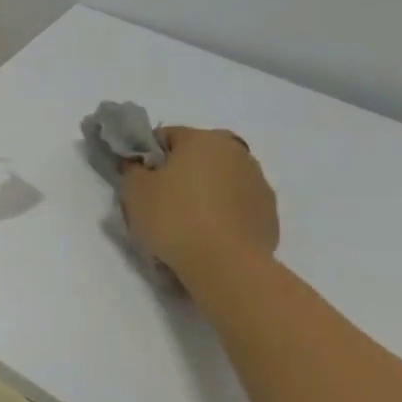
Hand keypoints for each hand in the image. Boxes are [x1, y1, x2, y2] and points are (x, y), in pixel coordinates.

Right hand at [120, 127, 278, 282]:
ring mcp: (258, 182)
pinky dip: (222, 213)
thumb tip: (139, 164)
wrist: (226, 265)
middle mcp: (236, 152)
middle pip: (197, 156)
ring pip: (220, 179)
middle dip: (179, 172)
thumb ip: (133, 169)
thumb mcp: (134, 191)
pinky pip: (236, 204)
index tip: (138, 181)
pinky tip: (208, 236)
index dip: (147, 156)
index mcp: (203, 139)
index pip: (165, 136)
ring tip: (186, 224)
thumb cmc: (174, 219)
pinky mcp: (269, 212)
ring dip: (203, 192)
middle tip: (159, 201)